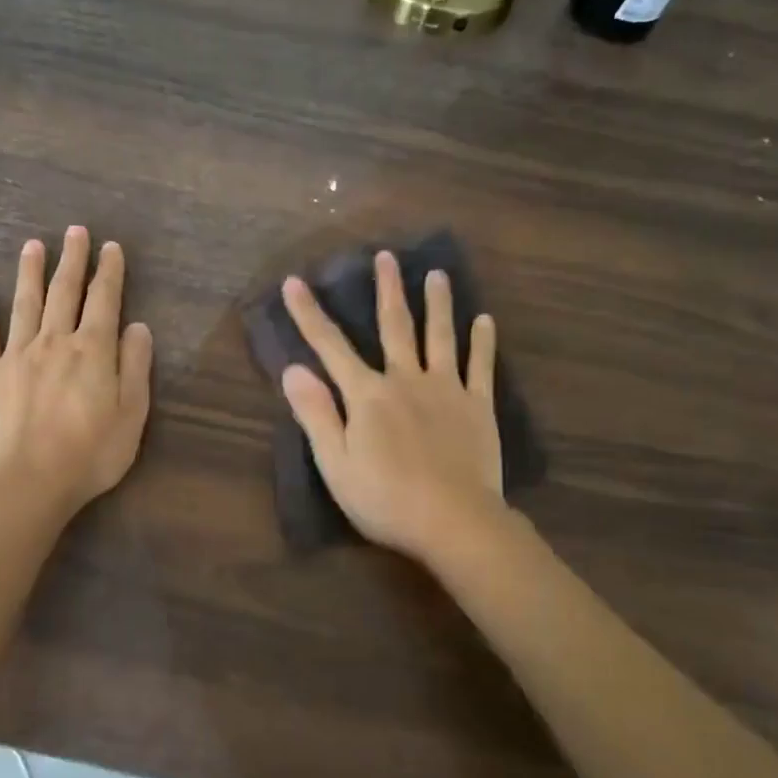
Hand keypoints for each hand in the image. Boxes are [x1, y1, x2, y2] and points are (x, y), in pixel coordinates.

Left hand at [0, 226, 153, 519]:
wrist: (27, 484)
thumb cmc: (89, 454)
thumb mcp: (131, 414)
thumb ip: (135, 366)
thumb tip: (138, 327)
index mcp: (92, 351)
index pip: (104, 300)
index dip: (109, 271)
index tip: (111, 247)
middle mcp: (54, 342)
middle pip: (64, 292)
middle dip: (72, 259)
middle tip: (75, 231)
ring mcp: (16, 356)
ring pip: (25, 304)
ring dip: (30, 272)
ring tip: (34, 245)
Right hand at [280, 251, 504, 563]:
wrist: (453, 521)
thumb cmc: (385, 498)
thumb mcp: (335, 463)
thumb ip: (316, 414)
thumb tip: (292, 369)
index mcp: (367, 395)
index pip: (330, 347)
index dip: (309, 314)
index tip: (295, 282)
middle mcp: (406, 380)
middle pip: (394, 326)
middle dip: (387, 290)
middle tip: (387, 256)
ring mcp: (446, 390)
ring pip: (440, 336)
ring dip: (438, 303)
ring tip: (438, 274)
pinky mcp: (478, 407)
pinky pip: (481, 366)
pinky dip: (482, 342)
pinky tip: (484, 320)